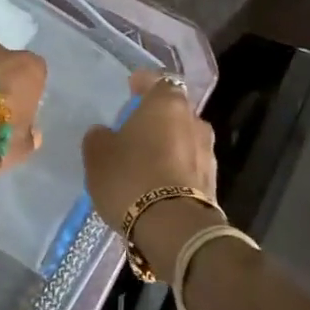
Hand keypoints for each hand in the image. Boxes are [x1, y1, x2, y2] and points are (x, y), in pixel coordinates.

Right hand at [82, 69, 216, 271]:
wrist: (172, 228)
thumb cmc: (130, 178)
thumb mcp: (98, 155)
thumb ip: (99, 137)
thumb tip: (105, 133)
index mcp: (167, 104)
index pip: (158, 81)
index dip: (143, 82)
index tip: (131, 86)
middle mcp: (193, 122)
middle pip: (173, 111)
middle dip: (156, 117)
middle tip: (133, 128)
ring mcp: (208, 152)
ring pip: (182, 139)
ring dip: (166, 144)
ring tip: (144, 159)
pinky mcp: (212, 182)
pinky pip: (187, 166)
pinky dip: (173, 168)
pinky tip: (155, 182)